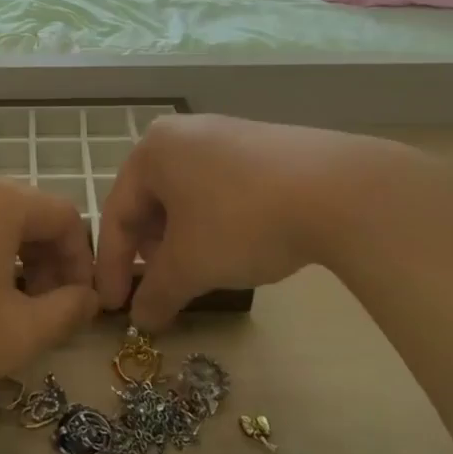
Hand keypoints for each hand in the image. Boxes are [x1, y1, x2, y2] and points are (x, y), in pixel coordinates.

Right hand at [95, 115, 440, 327]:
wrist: (340, 190)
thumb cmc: (242, 220)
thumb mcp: (191, 265)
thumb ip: (157, 294)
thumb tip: (141, 320)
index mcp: (152, 150)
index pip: (117, 214)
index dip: (112, 266)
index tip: (113, 308)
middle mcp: (183, 133)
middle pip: (151, 202)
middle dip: (150, 251)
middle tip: (160, 289)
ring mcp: (226, 134)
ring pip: (187, 195)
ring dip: (182, 240)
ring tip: (198, 271)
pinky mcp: (263, 145)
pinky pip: (220, 187)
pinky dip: (215, 222)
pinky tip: (236, 246)